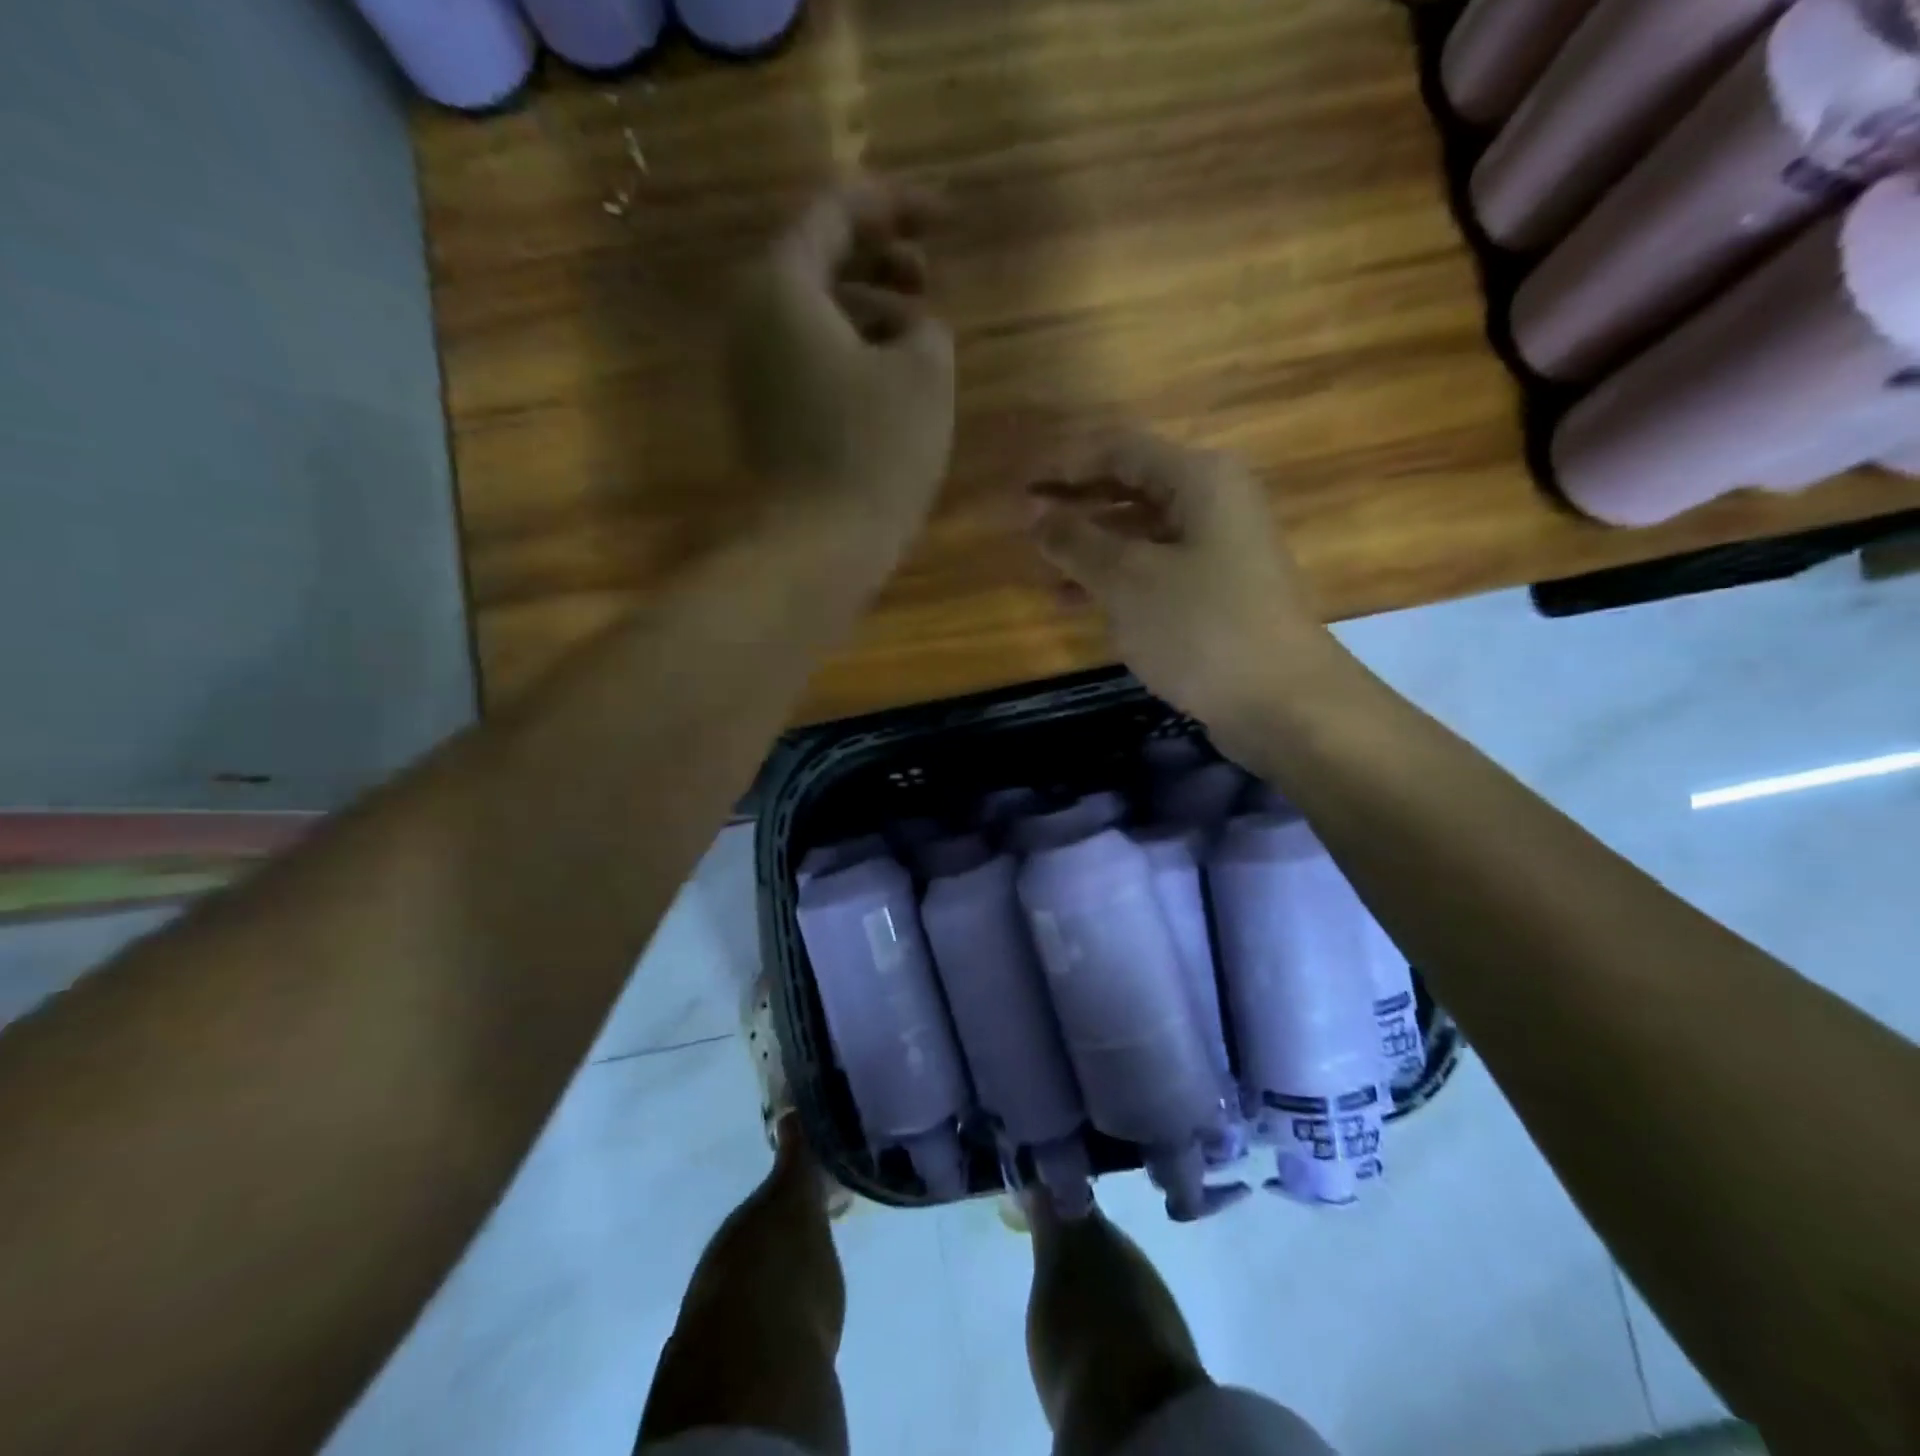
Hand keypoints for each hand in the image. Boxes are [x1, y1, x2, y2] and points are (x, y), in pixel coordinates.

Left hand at [728, 179, 956, 534]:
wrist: (816, 549)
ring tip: (919, 334)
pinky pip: (807, 360)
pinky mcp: (762, 417)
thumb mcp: (926, 375)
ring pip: (813, 315)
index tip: (946, 218)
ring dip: (868, 310)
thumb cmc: (874, 453)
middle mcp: (750, 319)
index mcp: (782, 287)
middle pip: (817, 261)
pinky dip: (849, 352)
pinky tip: (889, 380)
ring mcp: (750, 373)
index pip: (836, 211)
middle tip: (929, 278)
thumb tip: (913, 332)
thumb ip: (927, 328)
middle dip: (879, 259)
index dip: (896, 205)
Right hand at [1029, 430, 1336, 736]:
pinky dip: (1119, 580)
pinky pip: (1157, 569)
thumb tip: (1033, 512)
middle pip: (1132, 487)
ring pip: (1142, 534)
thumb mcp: (1128, 581)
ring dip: (1093, 549)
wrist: (1283, 702)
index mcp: (1199, 479)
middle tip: (1026, 530)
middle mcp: (1214, 502)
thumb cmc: (1202, 627)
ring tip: (1046, 574)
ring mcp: (1220, 549)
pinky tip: (1083, 603)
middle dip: (1077, 507)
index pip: (1119, 450)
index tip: (1020, 488)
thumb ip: (1076, 542)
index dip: (1065, 464)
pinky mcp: (1219, 592)